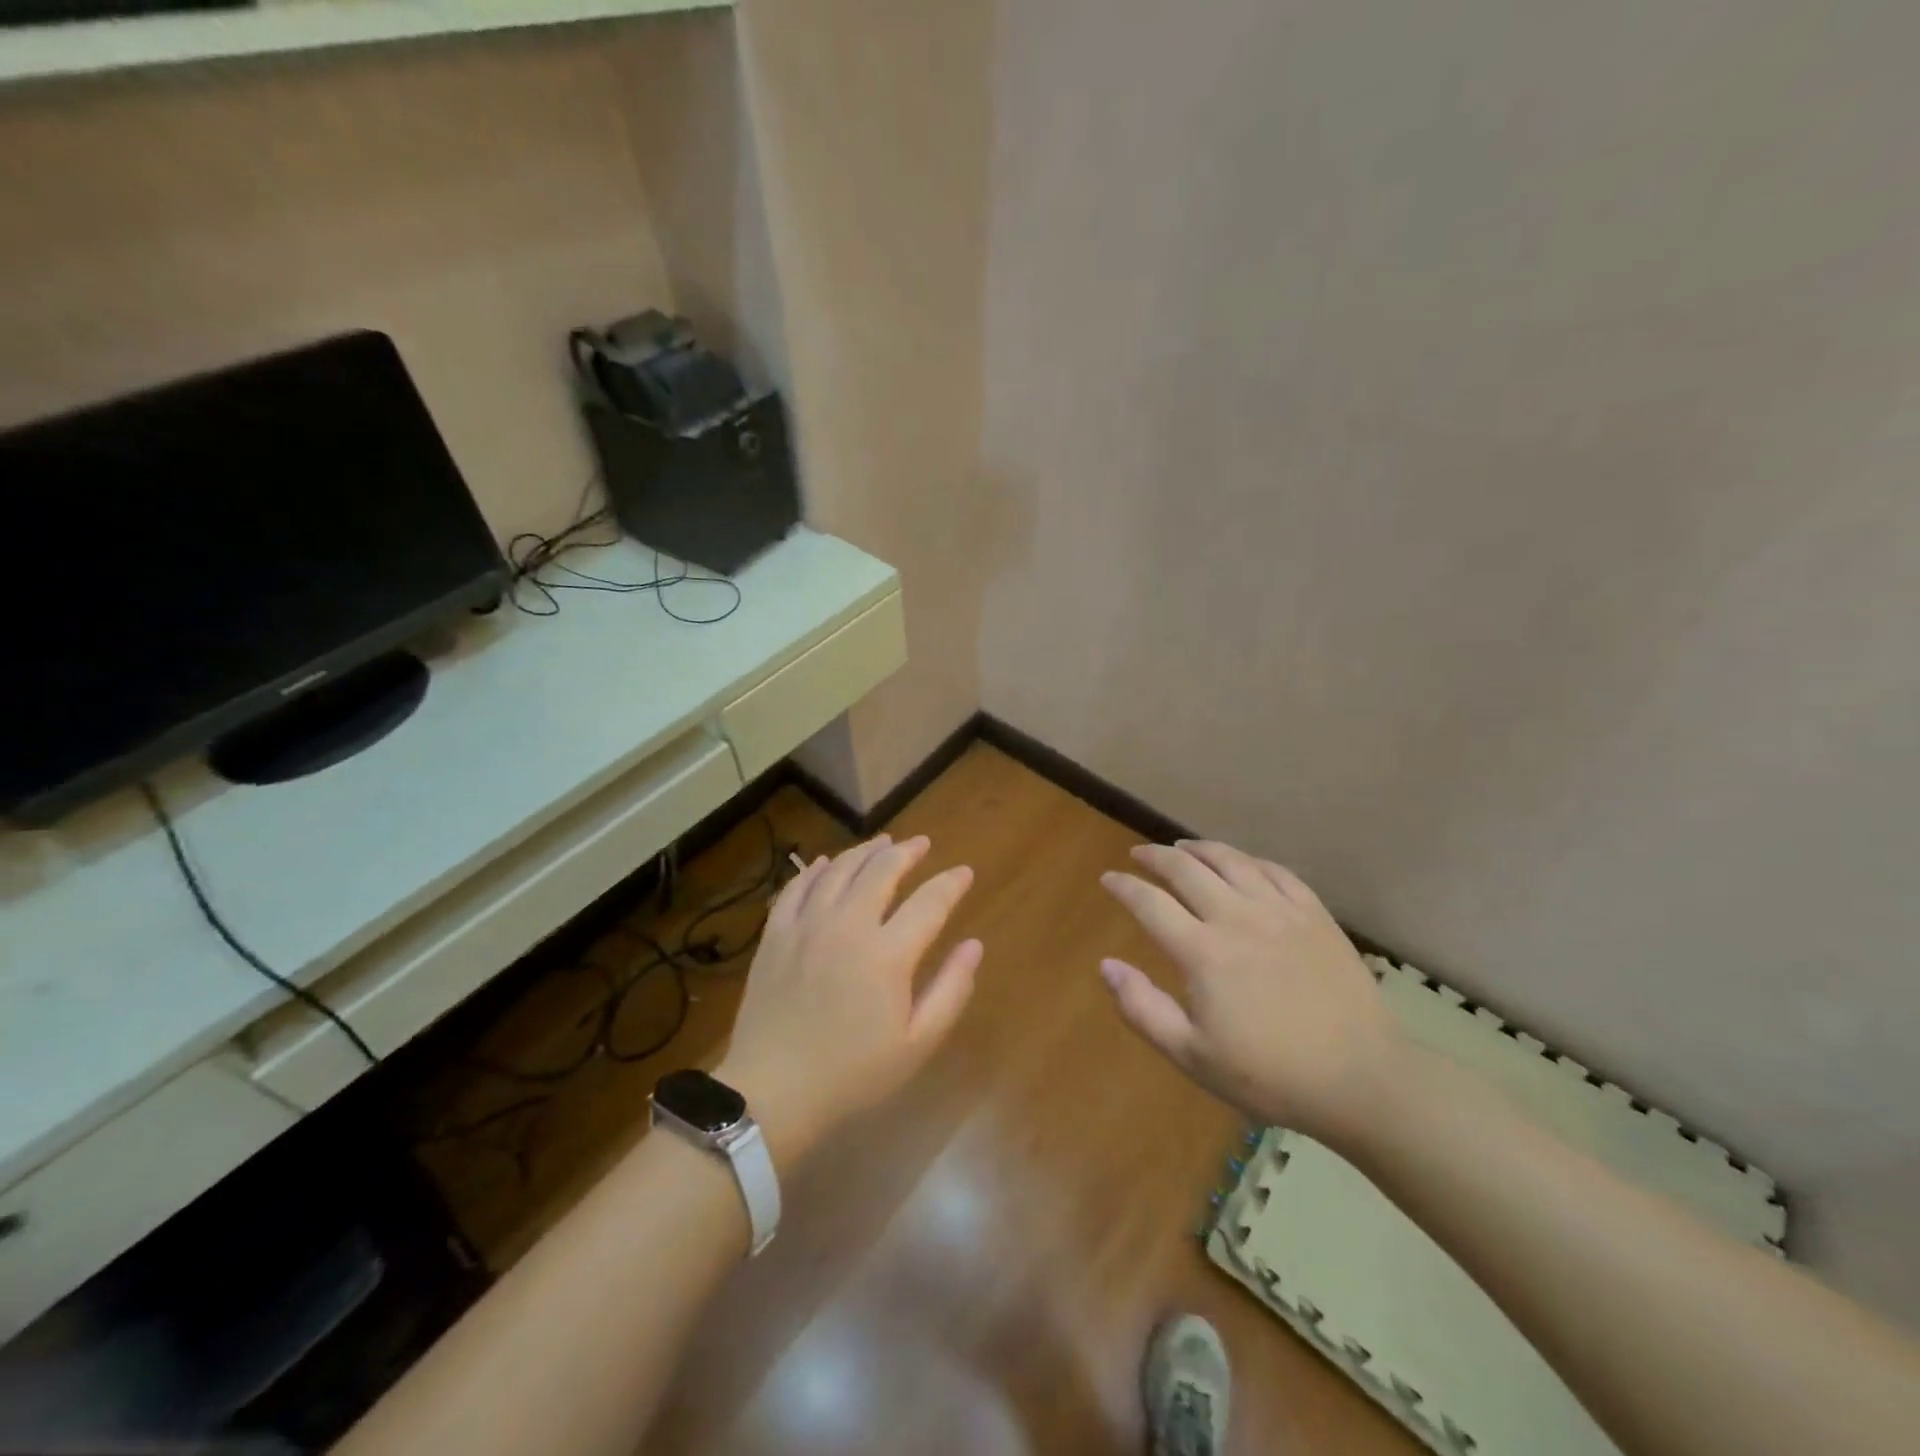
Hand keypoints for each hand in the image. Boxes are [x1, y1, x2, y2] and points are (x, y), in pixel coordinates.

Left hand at [718, 834, 981, 1169]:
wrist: (772, 1092)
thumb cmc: (853, 1074)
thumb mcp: (917, 1043)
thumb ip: (951, 990)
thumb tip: (974, 945)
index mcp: (888, 953)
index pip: (929, 902)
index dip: (951, 883)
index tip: (964, 872)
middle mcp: (848, 925)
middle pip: (881, 871)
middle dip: (907, 852)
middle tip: (921, 844)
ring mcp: (806, 925)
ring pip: (839, 870)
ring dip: (864, 851)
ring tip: (882, 842)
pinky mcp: (775, 934)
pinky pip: (796, 887)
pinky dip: (814, 869)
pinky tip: (825, 862)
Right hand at [1098, 840, 1403, 1142]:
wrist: (1361, 1079)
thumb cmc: (1270, 1075)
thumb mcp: (1193, 1056)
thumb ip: (1143, 1009)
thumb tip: (1106, 965)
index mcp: (1203, 952)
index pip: (1150, 903)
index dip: (1123, 886)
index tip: (1108, 878)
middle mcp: (1237, 918)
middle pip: (1186, 869)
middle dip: (1155, 857)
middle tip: (1138, 854)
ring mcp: (1280, 911)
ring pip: (1230, 860)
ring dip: (1198, 849)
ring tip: (1181, 847)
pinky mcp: (1314, 914)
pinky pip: (1275, 871)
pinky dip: (1247, 860)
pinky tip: (1240, 862)